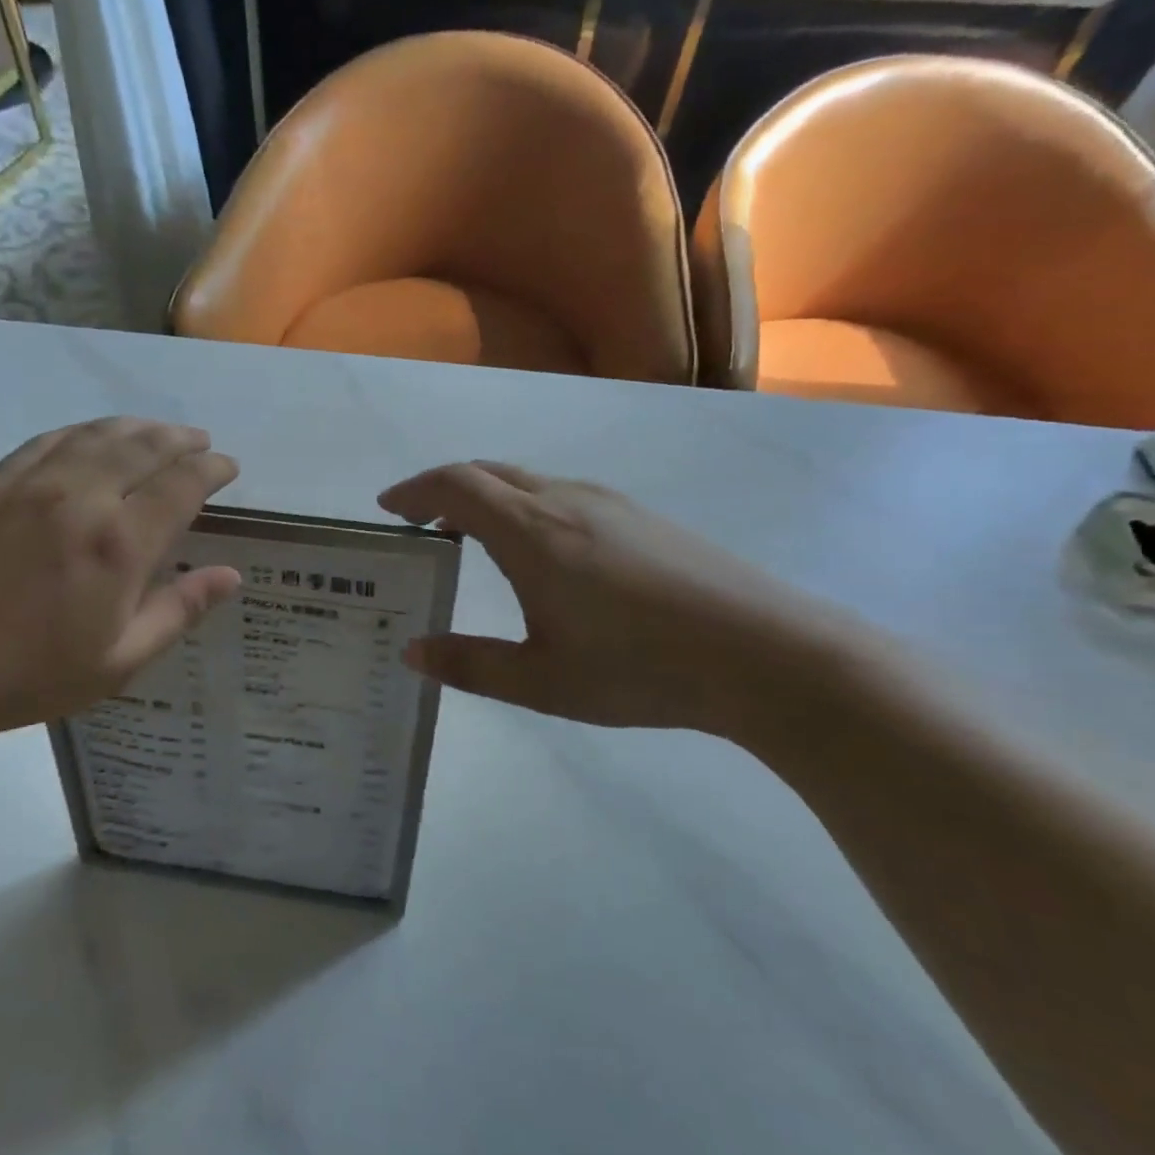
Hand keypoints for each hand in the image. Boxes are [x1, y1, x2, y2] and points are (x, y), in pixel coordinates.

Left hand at [0, 418, 240, 751]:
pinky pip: (48, 440)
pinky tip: (92, 436)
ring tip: (158, 431)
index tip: (229, 467)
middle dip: (181, 439)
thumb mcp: (119, 661)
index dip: (212, 470)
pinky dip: (83, 431)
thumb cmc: (29, 674)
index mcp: (119, 544)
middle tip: (201, 441)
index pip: (181, 485)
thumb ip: (179, 611)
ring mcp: (32, 484)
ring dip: (137, 427)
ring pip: (97, 435)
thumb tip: (231, 576)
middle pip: (143, 447)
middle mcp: (81, 498)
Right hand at [377, 462, 850, 738]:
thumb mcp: (542, 681)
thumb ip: (470, 665)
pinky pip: (563, 495)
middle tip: (423, 524)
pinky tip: (544, 554)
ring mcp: (609, 503)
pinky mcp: (641, 517)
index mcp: (531, 532)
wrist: (765, 653)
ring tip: (474, 540)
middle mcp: (564, 501)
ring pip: (528, 482)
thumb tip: (411, 652)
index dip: (414, 490)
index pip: (455, 485)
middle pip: (488, 473)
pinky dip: (526, 508)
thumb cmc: (640, 668)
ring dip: (489, 498)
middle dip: (445, 490)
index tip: (388, 509)